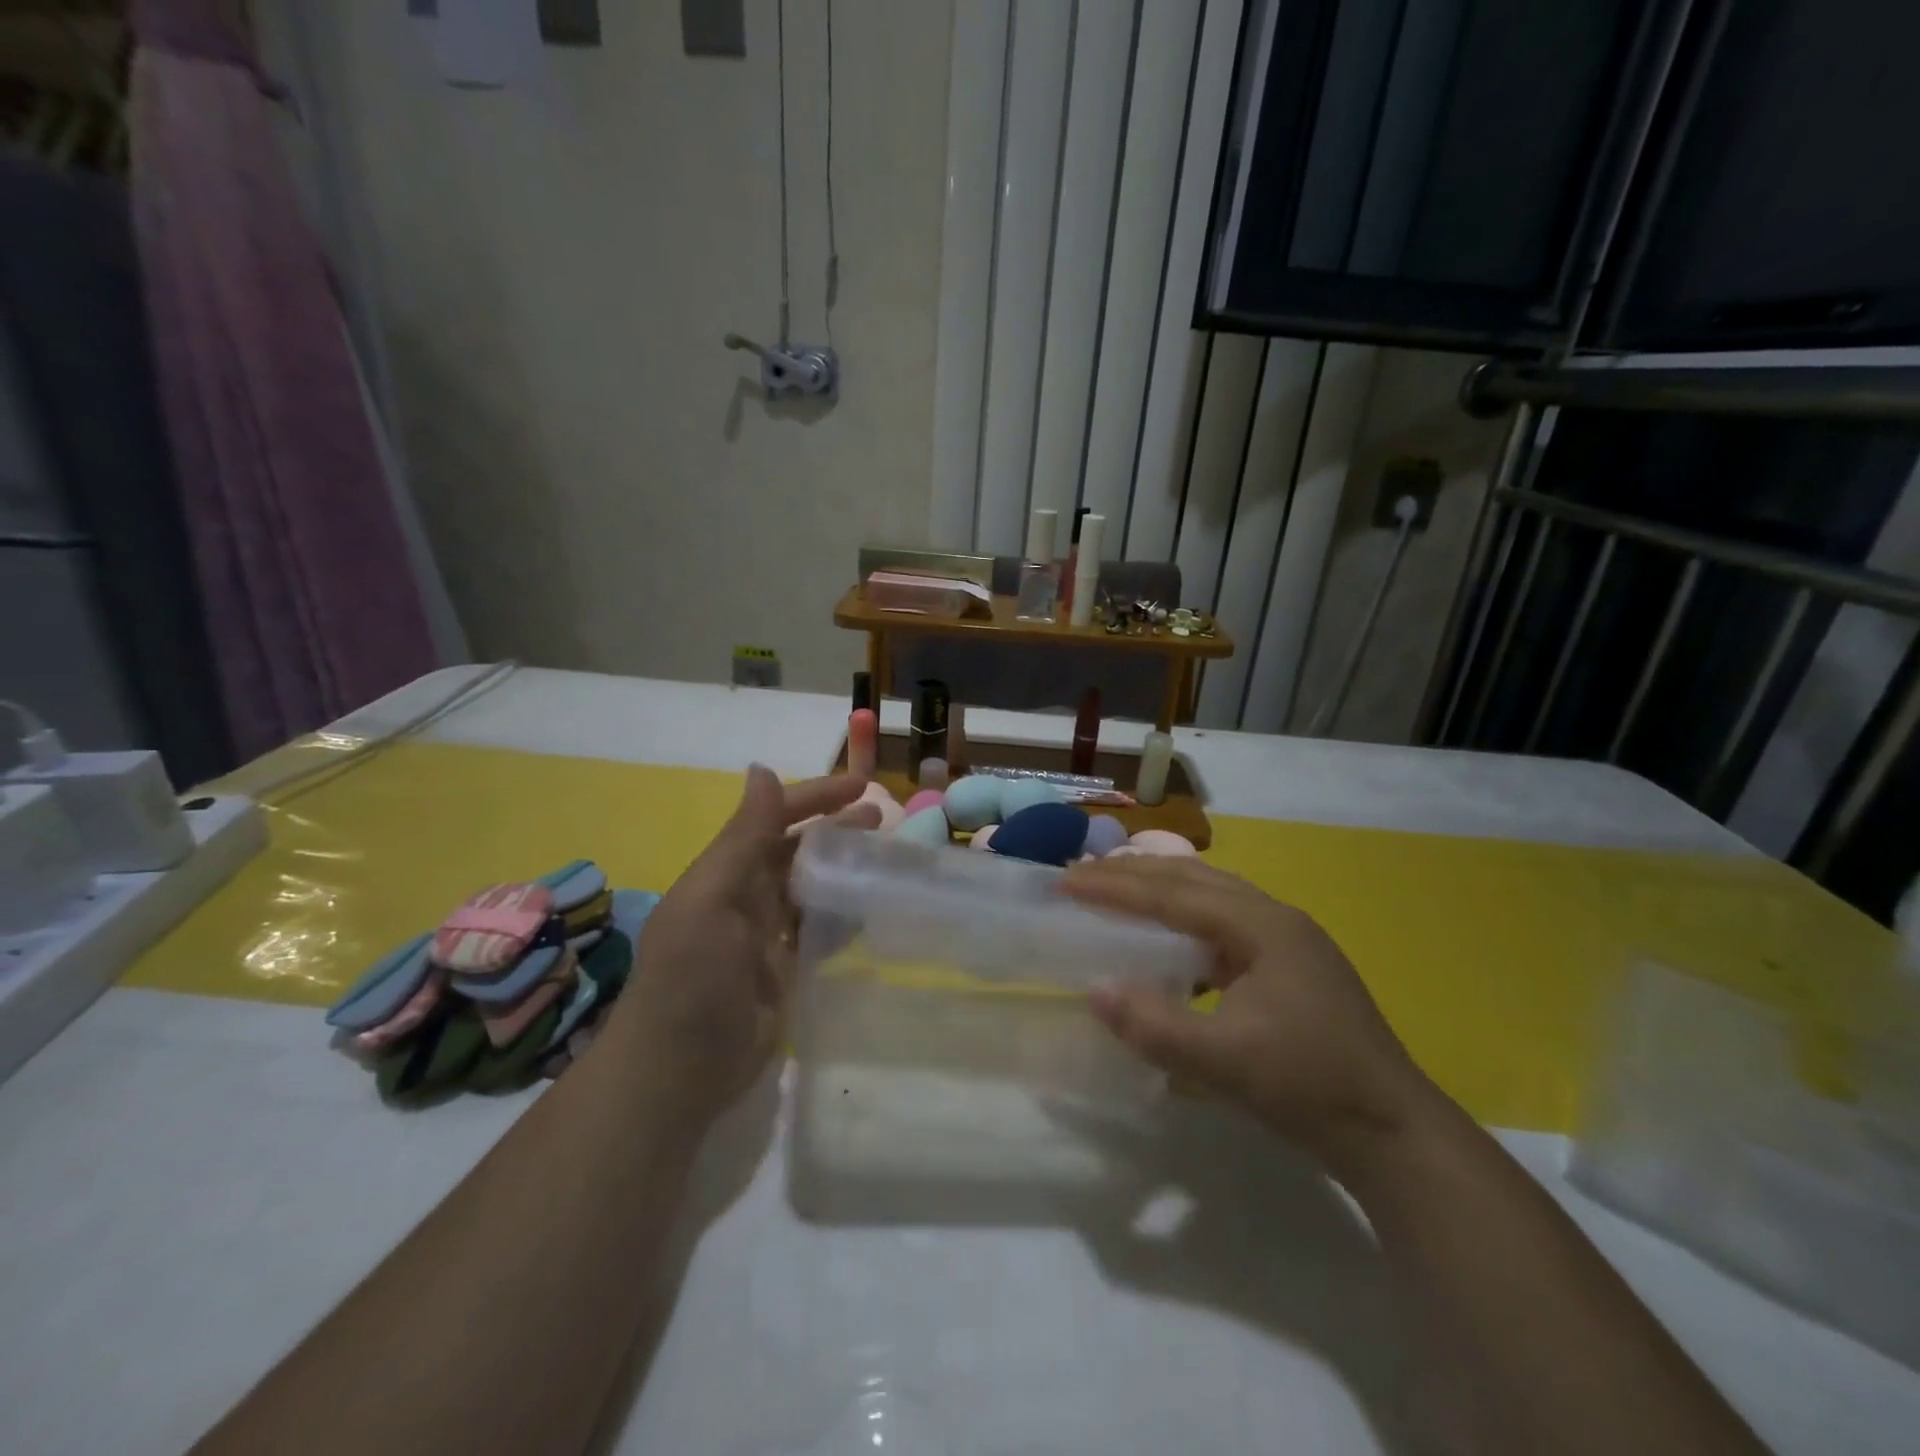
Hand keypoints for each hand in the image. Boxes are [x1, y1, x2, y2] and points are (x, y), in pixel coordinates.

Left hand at [610, 765, 875, 1121]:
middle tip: (883, 818)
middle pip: (799, 848)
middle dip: (836, 827)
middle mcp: (747, 894)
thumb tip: (762, 769)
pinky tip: (873, 906)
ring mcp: (767, 934)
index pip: (775, 818)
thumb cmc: (691, 980)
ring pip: (813, 885)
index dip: (815, 796)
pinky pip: (820, 928)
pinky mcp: (785, 968)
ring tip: (886, 855)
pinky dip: (844, 912)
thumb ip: (742, 838)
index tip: (862, 787)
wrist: (677, 1073)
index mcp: (727, 871)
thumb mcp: (711, 901)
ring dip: (844, 866)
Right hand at [1060, 856, 1436, 1170]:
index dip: (1115, 887)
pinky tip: (1169, 941)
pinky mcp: (1290, 966)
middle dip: (1133, 873)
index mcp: (1263, 926)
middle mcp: (1276, 918)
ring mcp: (1288, 941)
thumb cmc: (1311, 1088)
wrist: (1394, 1132)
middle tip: (1080, 874)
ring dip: (1160, 888)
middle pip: (1193, 879)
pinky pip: (1223, 922)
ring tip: (1115, 888)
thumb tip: (1095, 992)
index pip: (1174, 894)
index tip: (1065, 881)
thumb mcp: (1227, 1064)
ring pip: (1211, 895)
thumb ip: (1157, 1027)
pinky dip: (1184, 918)